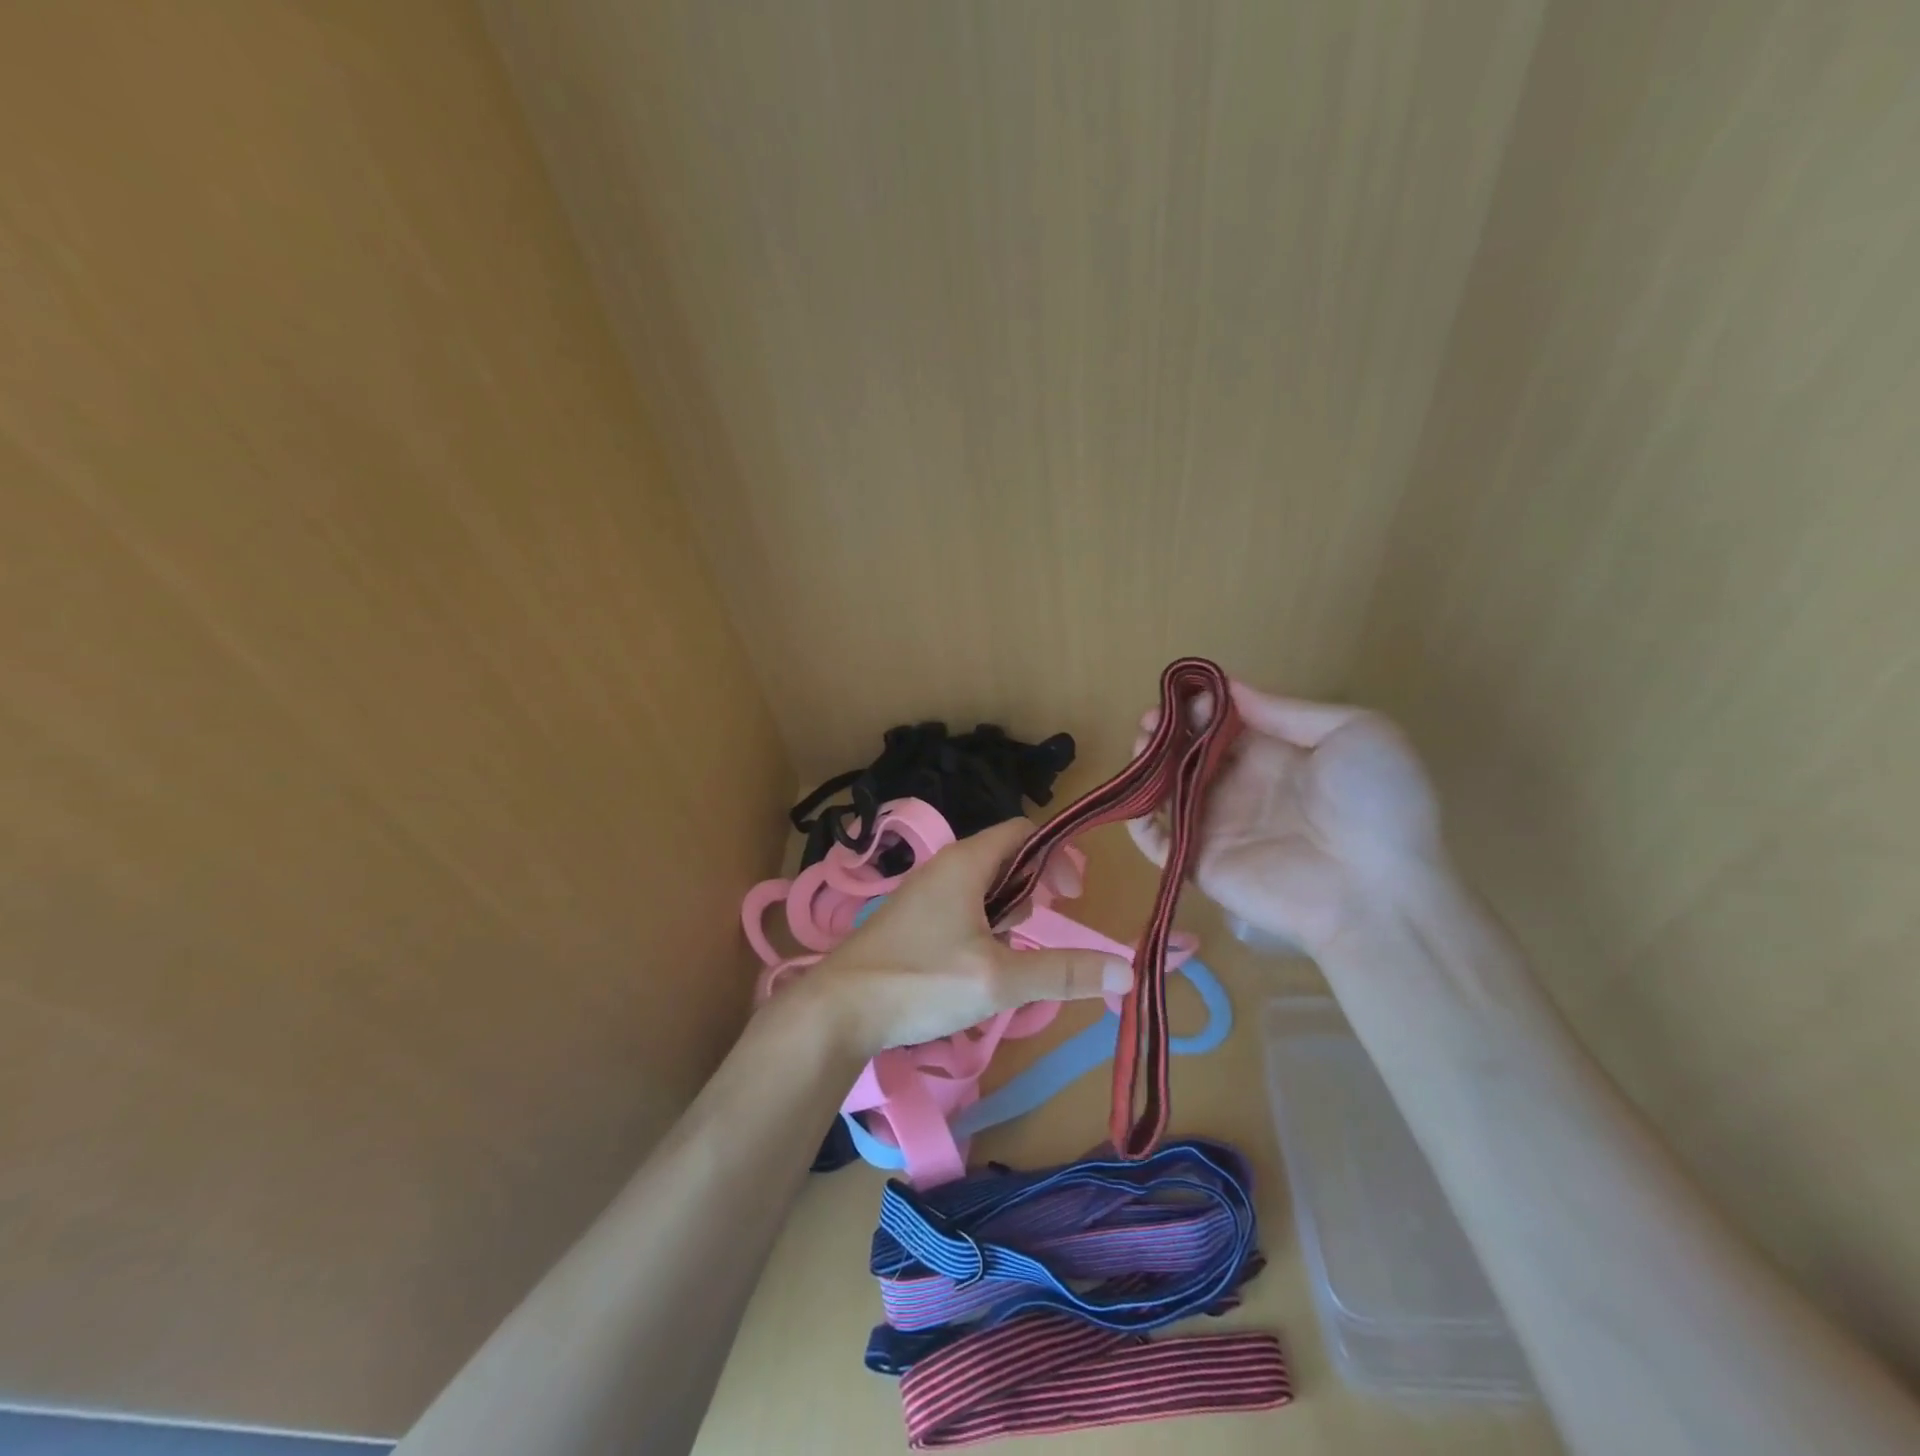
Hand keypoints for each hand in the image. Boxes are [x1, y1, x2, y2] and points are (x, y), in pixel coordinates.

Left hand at [802, 818, 1133, 1056]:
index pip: (1024, 832)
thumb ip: (1062, 973)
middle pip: (1006, 859)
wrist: (838, 1009)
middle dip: (1035, 887)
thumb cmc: (920, 980)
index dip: (1058, 855)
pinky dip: (985, 926)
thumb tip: (1127, 971)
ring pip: (984, 887)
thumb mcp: (999, 980)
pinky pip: (962, 908)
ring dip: (1009, 911)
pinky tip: (980, 967)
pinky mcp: (911, 920)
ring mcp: (924, 893)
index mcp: (966, 862)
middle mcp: (944, 866)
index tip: (1074, 895)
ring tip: (1013, 952)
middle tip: (1045, 924)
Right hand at [1129, 681, 1442, 953]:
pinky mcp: (1200, 862)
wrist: (1377, 894)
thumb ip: (1289, 712)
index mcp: (1280, 756)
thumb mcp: (1356, 733)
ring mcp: (1219, 826)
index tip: (1185, 696)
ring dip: (1149, 766)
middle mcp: (1245, 787)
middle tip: (1150, 719)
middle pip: (1193, 753)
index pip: (1228, 724)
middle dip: (1169, 731)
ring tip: (1140, 744)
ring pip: (1170, 790)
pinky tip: (1133, 797)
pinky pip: (1160, 842)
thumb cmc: (1375, 806)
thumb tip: (1231, 691)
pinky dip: (1138, 821)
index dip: (1204, 707)